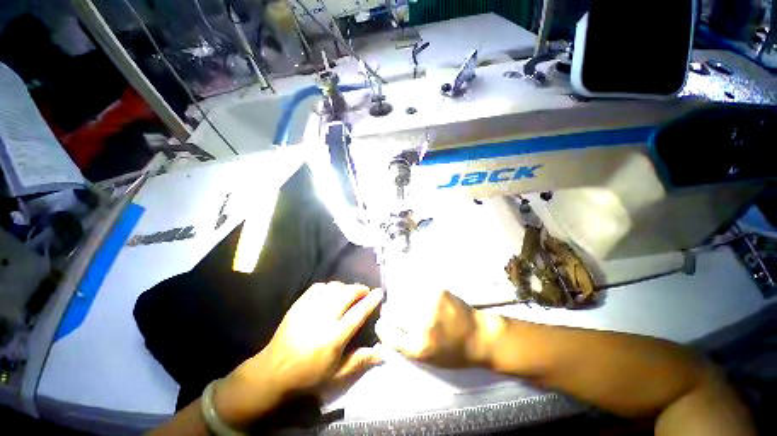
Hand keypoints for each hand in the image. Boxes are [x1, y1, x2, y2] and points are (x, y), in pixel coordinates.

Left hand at [214, 282, 383, 427]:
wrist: (274, 371)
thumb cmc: (308, 375)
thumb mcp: (336, 375)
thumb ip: (359, 361)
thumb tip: (382, 352)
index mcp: (334, 337)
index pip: (358, 313)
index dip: (371, 301)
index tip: (379, 292)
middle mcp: (323, 318)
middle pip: (347, 294)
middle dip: (360, 289)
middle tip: (365, 291)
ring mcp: (310, 309)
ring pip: (333, 287)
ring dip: (345, 287)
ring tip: (348, 293)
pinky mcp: (299, 304)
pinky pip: (318, 287)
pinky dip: (328, 287)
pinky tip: (330, 294)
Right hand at [376, 290, 497, 367]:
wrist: (480, 336)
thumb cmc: (454, 353)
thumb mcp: (427, 360)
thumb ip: (405, 347)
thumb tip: (384, 335)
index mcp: (417, 347)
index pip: (387, 333)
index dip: (382, 327)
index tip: (381, 323)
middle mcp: (421, 324)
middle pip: (391, 311)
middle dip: (389, 311)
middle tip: (393, 311)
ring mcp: (429, 305)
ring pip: (402, 297)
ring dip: (402, 301)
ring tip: (410, 305)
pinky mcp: (437, 291)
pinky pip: (416, 289)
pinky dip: (415, 293)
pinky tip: (422, 298)